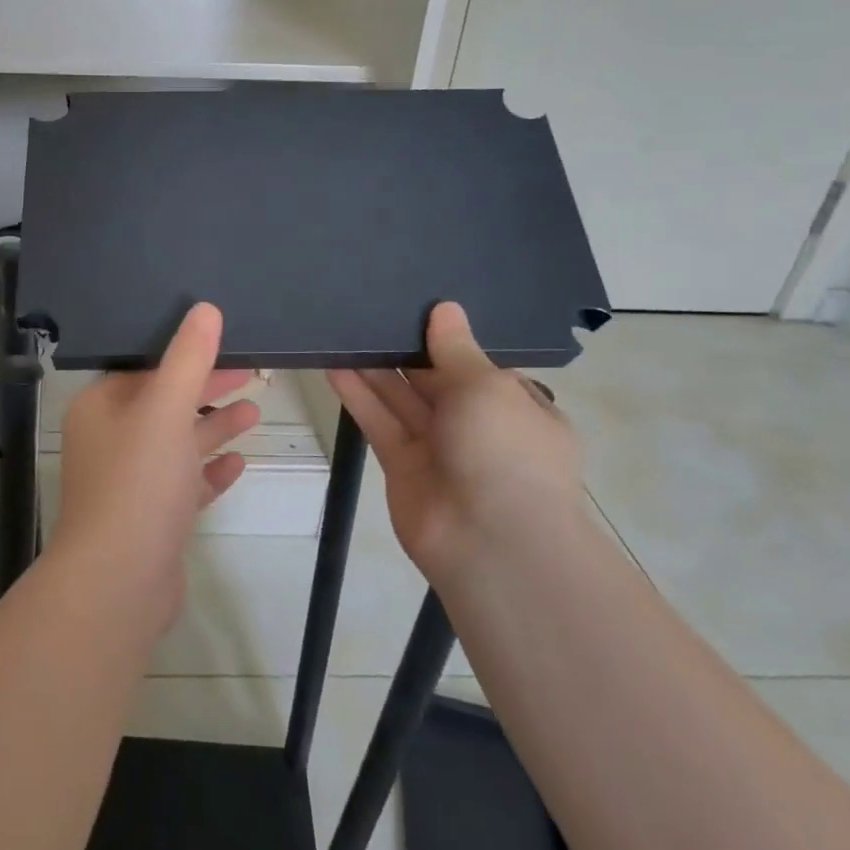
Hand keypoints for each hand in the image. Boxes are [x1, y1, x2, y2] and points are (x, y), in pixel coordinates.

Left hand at [52, 304, 260, 629]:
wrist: (119, 583)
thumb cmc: (138, 483)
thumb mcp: (165, 409)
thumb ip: (188, 358)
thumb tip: (205, 309)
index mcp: (101, 408)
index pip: (144, 367)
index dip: (184, 353)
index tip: (224, 340)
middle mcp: (110, 440)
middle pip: (164, 402)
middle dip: (206, 387)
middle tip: (251, 370)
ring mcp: (130, 482)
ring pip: (177, 442)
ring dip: (213, 426)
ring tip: (255, 409)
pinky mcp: (151, 518)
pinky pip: (184, 482)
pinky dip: (209, 470)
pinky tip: (240, 462)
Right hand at [328, 302, 581, 583]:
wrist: (491, 543)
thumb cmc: (506, 451)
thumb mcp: (488, 387)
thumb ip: (456, 349)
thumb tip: (445, 308)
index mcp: (516, 407)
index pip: (479, 366)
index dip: (449, 339)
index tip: (416, 306)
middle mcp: (478, 427)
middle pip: (435, 380)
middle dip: (407, 349)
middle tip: (369, 309)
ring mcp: (439, 449)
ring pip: (402, 399)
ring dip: (375, 368)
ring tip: (344, 329)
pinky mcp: (402, 467)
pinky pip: (380, 422)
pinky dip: (359, 395)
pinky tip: (334, 365)